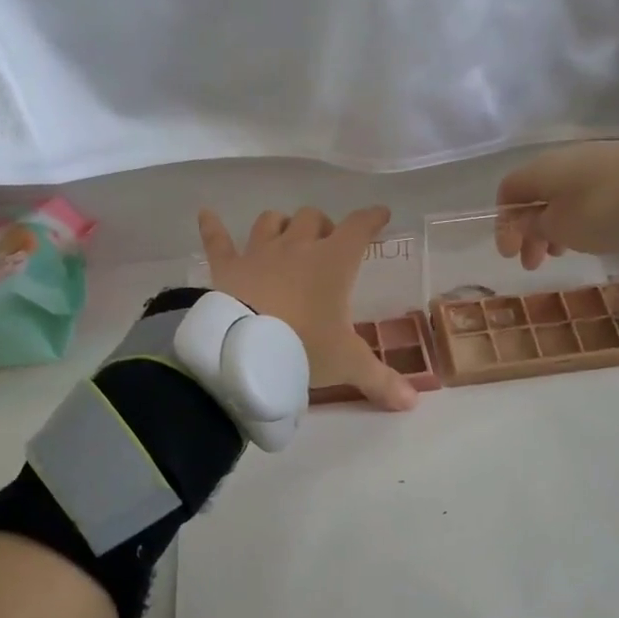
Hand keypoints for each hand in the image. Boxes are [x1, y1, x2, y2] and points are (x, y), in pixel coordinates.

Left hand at [196, 205, 418, 411]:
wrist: (244, 350)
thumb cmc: (304, 347)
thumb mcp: (347, 365)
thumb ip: (381, 380)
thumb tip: (412, 402)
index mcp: (333, 262)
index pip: (358, 227)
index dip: (371, 218)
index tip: (380, 214)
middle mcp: (297, 247)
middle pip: (312, 218)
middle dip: (323, 226)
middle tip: (327, 245)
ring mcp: (258, 253)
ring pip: (271, 221)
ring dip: (281, 224)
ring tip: (285, 236)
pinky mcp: (227, 267)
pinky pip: (217, 239)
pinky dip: (212, 226)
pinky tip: (206, 214)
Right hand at [494, 141, 618, 268]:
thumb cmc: (600, 210)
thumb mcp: (560, 227)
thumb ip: (534, 226)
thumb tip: (526, 221)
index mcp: (540, 170)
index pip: (508, 192)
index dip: (504, 224)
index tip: (510, 254)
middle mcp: (562, 160)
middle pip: (535, 196)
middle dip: (529, 232)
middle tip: (533, 263)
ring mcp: (594, 161)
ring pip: (561, 197)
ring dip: (553, 227)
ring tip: (560, 254)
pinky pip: (584, 194)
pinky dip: (577, 217)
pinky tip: (588, 235)